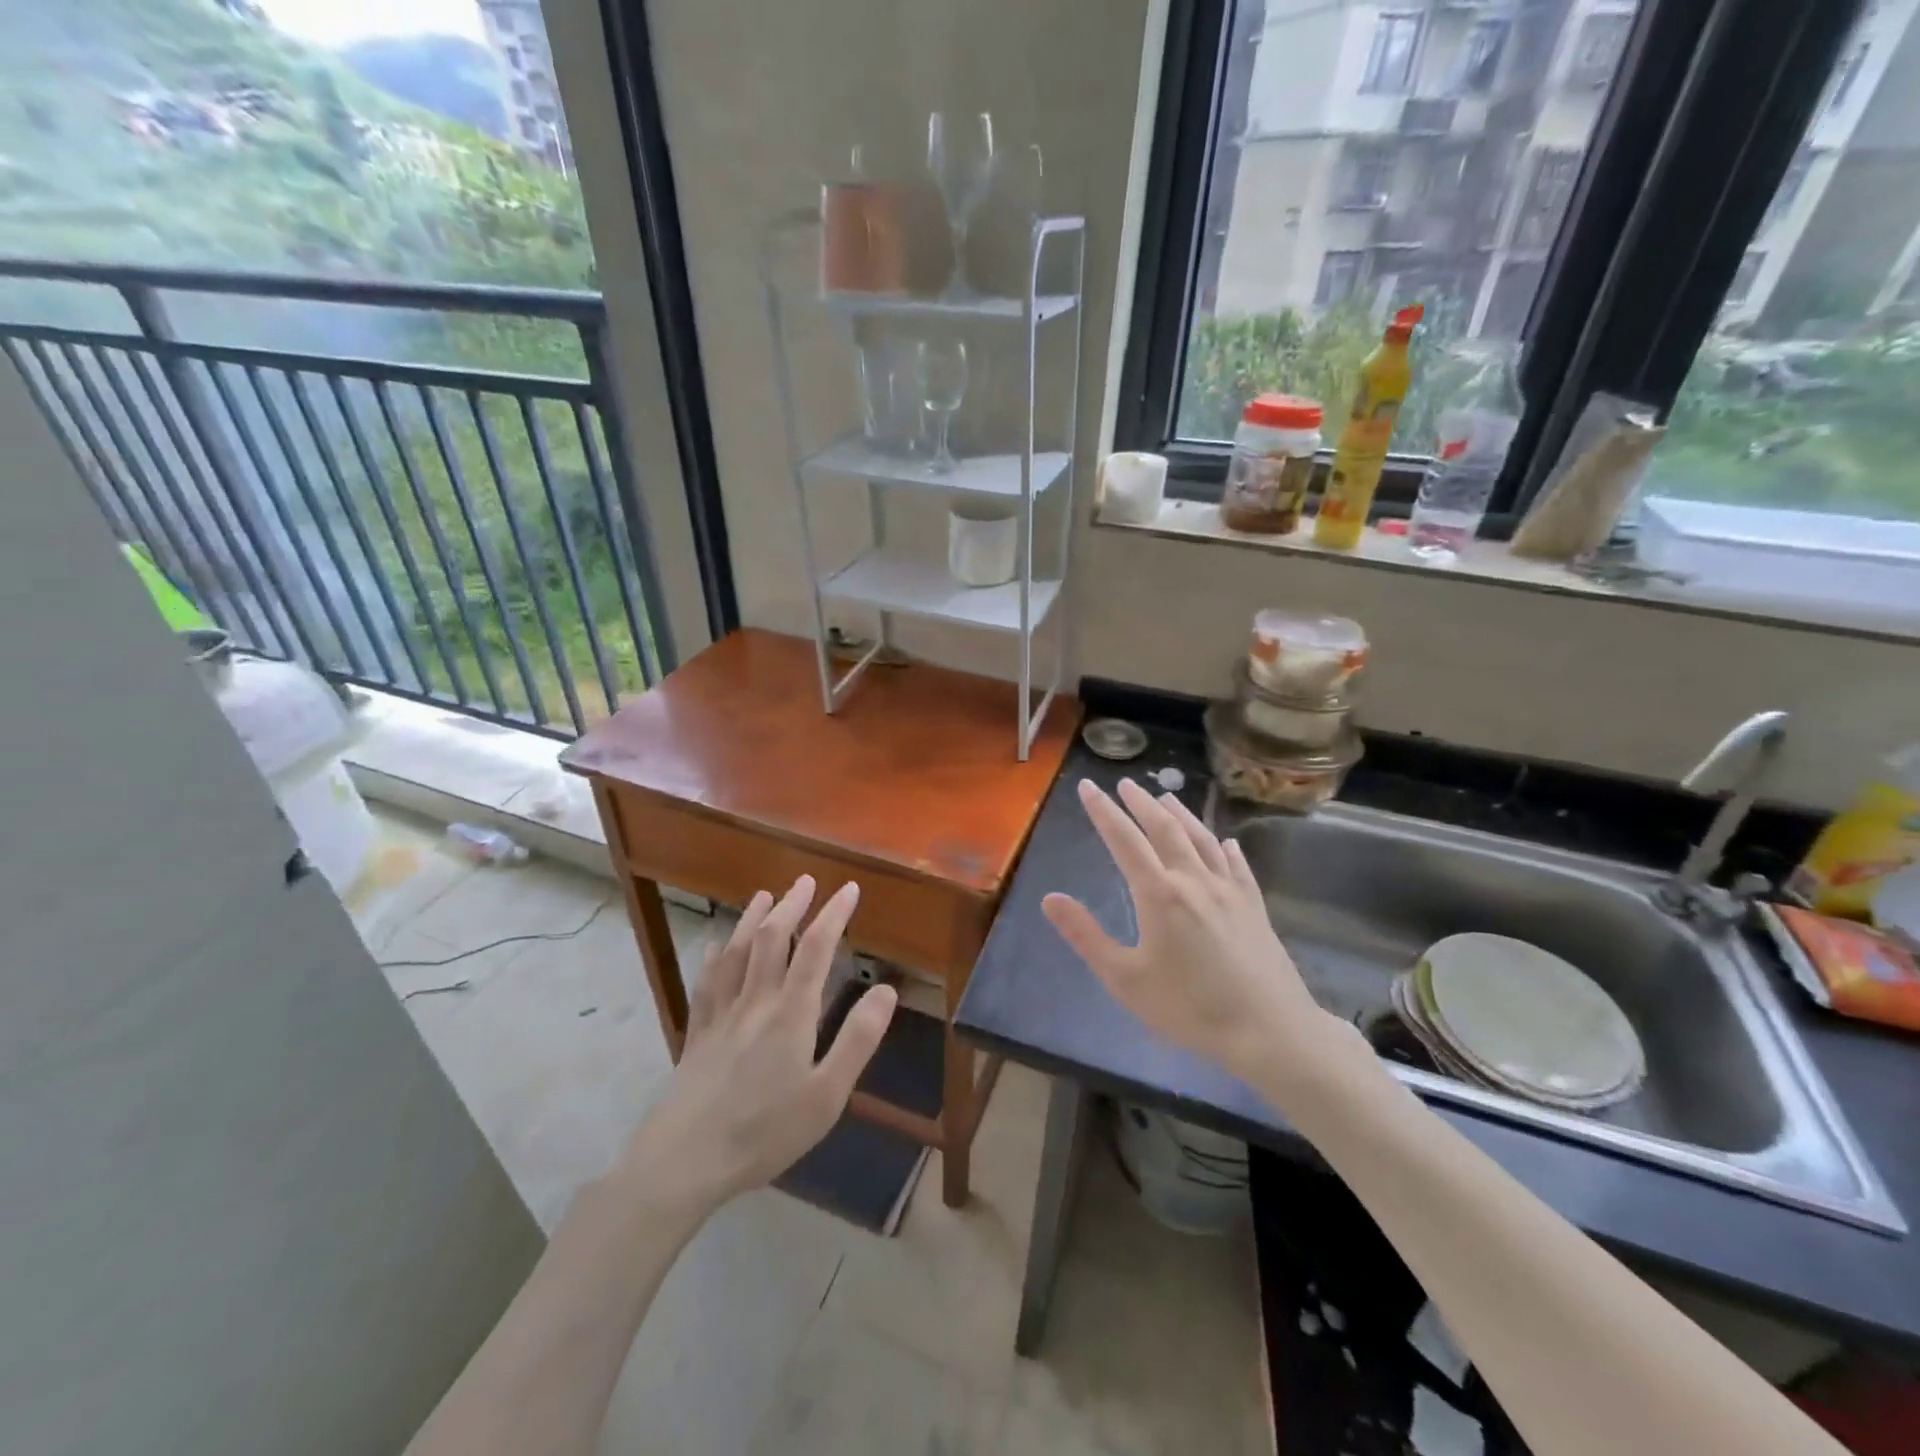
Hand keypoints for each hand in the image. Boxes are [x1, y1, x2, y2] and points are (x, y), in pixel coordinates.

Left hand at [624, 876, 896, 1212]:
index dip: (834, 915)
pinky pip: (707, 981)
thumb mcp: (826, 1095)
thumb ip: (858, 1039)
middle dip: (793, 905)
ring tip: (764, 895)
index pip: (816, 949)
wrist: (683, 1160)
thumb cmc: (764, 1132)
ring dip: (753, 918)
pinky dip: (716, 955)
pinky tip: (716, 945)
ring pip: (737, 952)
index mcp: (790, 1012)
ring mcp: (721, 1014)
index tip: (849, 890)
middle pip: (773, 939)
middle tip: (807, 881)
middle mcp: (755, 1000)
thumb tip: (887, 989)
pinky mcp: (697, 1032)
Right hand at [1042, 778, 1334, 1082]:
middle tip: (1125, 784)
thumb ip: (1086, 936)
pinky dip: (1226, 848)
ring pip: (1202, 839)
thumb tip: (1050, 898)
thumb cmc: (1190, 1007)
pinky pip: (1238, 865)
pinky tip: (1227, 842)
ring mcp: (1229, 891)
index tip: (1088, 786)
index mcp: (1159, 894)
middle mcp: (1194, 880)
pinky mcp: (1254, 907)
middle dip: (1141, 803)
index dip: (1103, 811)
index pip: (1124, 840)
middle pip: (1165, 829)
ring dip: (1181, 814)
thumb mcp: (1125, 979)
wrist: (1270, 1031)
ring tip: (1166, 797)